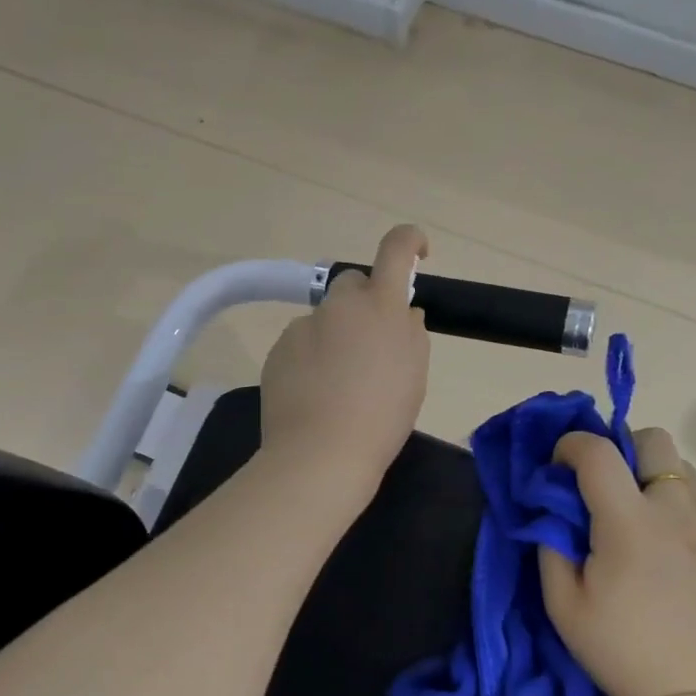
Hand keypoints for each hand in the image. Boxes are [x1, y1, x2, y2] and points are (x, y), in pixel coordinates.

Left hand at [259, 225, 431, 490]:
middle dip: (365, 302)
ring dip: (336, 335)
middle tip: (372, 343)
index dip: (409, 241)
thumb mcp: (414, 373)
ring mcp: (303, 326)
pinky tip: (315, 393)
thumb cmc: (382, 415)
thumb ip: (410, 332)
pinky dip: (311, 357)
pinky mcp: (278, 350)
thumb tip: (401, 313)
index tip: (417, 252)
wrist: (320, 454)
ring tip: (340, 382)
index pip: (396, 249)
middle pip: (353, 283)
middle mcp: (339, 305)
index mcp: (380, 306)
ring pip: (326, 318)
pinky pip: (302, 343)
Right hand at [539, 427, 695, 695]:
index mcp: (629, 524)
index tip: (561, 464)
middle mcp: (678, 513)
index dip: (572, 444)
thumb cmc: (616, 651)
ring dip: (657, 479)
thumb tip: (554, 506)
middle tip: (611, 487)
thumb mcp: (561, 602)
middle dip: (625, 449)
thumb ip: (551, 541)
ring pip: (686, 471)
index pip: (599, 451)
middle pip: (655, 440)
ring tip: (645, 519)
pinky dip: (684, 514)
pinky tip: (676, 556)